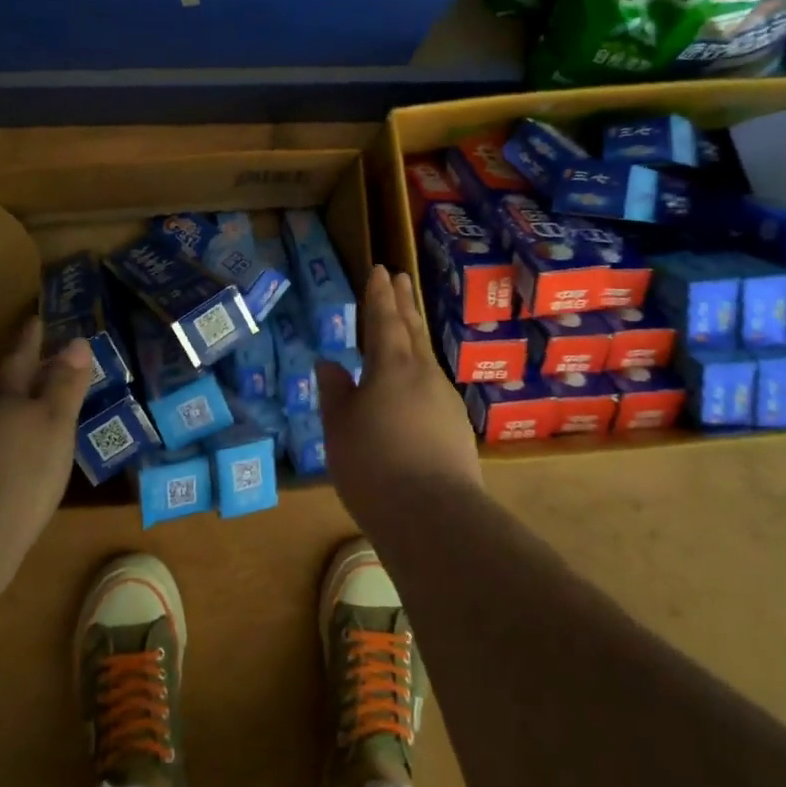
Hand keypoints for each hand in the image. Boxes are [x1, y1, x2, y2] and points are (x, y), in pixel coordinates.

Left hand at [0, 319, 92, 565]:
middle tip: (46, 363)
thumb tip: (76, 342)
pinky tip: (21, 454)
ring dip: (16, 408)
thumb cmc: (23, 468)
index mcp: (2, 392)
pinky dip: (8, 438)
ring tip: (38, 410)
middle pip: (4, 384)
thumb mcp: (55, 422)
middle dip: (25, 373)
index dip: (31, 338)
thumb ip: (65, 383)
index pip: (20, 355)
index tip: (36, 319)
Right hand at [318, 265, 481, 527]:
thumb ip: (335, 393)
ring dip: (414, 334)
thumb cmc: (374, 466)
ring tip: (406, 324)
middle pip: (412, 329)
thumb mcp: (340, 429)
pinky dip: (420, 371)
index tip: (381, 269)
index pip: (384, 319)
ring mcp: (444, 400)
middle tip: (401, 277)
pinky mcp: (456, 427)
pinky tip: (415, 386)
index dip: (380, 294)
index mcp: (392, 366)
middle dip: (404, 302)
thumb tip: (329, 364)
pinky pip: (433, 385)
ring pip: (426, 357)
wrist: (435, 517)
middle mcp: (423, 374)